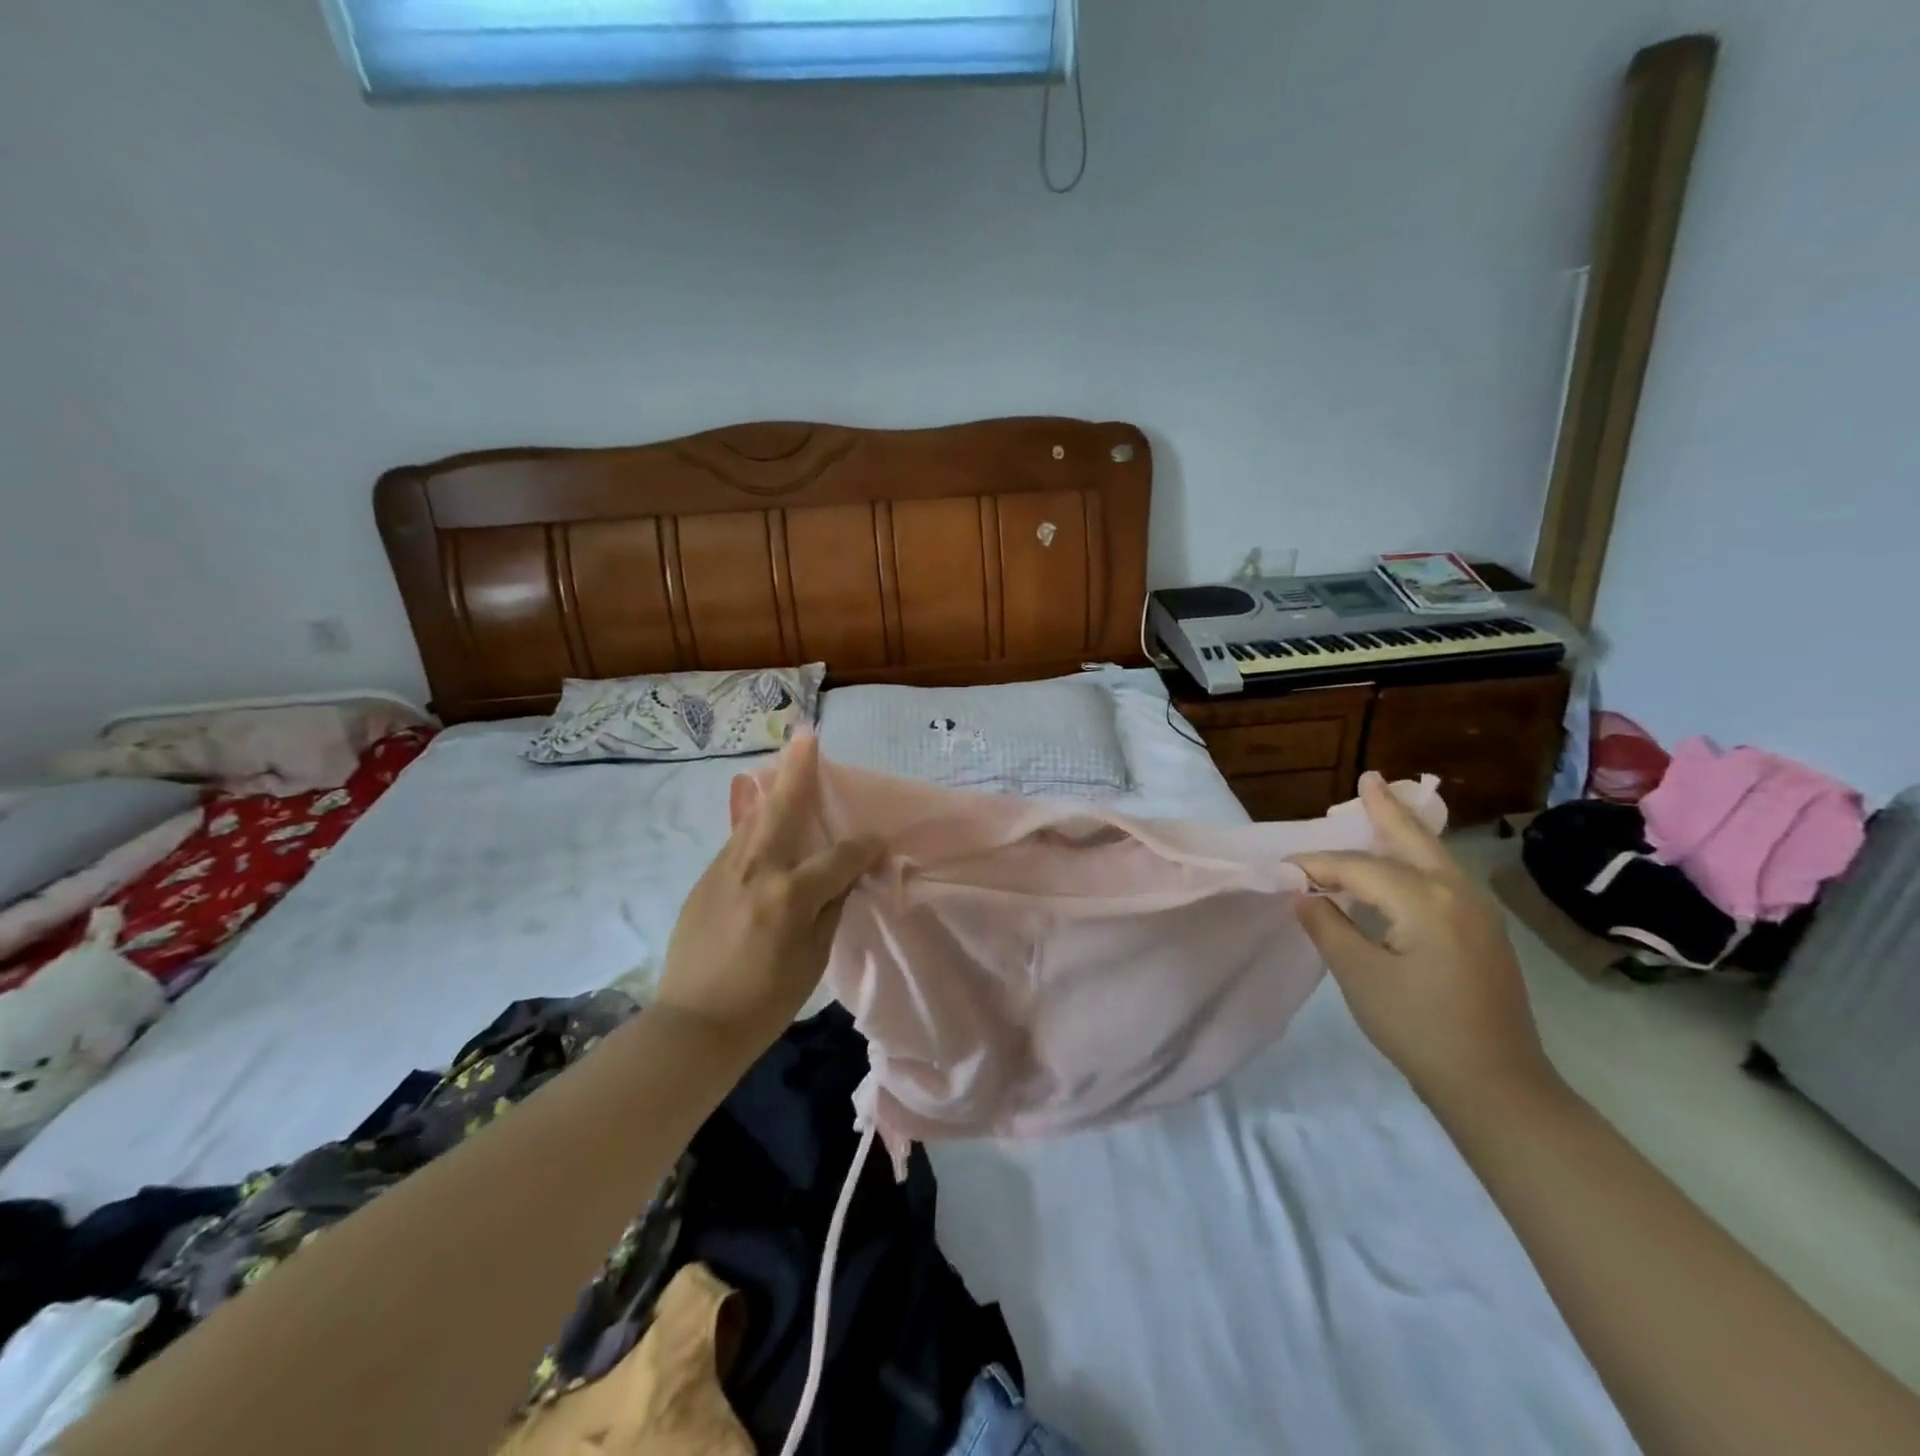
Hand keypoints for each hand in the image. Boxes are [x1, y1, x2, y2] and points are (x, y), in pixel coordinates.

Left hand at [656, 735, 882, 1047]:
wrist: (692, 1025)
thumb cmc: (764, 1001)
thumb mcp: (812, 958)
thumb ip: (831, 907)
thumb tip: (845, 874)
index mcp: (790, 895)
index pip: (839, 857)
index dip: (865, 847)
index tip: (880, 841)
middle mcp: (756, 871)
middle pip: (782, 810)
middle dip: (799, 771)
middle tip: (806, 736)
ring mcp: (724, 871)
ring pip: (753, 819)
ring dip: (772, 789)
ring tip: (783, 761)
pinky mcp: (705, 880)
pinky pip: (737, 841)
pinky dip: (753, 822)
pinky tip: (760, 813)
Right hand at [1292, 773, 1555, 1108]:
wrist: (1497, 1085)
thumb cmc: (1419, 1028)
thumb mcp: (1359, 976)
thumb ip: (1327, 926)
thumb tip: (1304, 896)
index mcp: (1424, 901)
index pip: (1357, 868)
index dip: (1315, 865)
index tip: (1281, 869)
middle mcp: (1456, 893)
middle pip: (1412, 839)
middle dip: (1387, 809)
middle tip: (1369, 779)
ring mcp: (1477, 912)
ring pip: (1433, 856)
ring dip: (1405, 831)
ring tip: (1383, 807)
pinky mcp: (1484, 932)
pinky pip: (1443, 877)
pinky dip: (1418, 858)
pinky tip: (1402, 864)